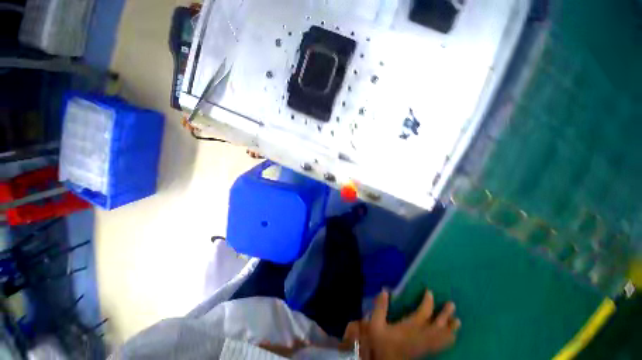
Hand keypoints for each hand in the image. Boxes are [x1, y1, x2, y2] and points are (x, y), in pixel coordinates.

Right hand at [365, 290, 460, 359]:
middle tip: (452, 304)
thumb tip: (385, 290)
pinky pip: (441, 346)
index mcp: (409, 328)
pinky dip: (448, 340)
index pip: (423, 313)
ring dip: (450, 329)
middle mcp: (420, 336)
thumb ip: (380, 307)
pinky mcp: (425, 352)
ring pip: (442, 337)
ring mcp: (424, 346)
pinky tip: (451, 338)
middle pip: (437, 326)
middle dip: (445, 315)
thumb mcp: (376, 325)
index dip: (428, 302)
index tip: (430, 292)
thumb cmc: (381, 343)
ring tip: (458, 321)